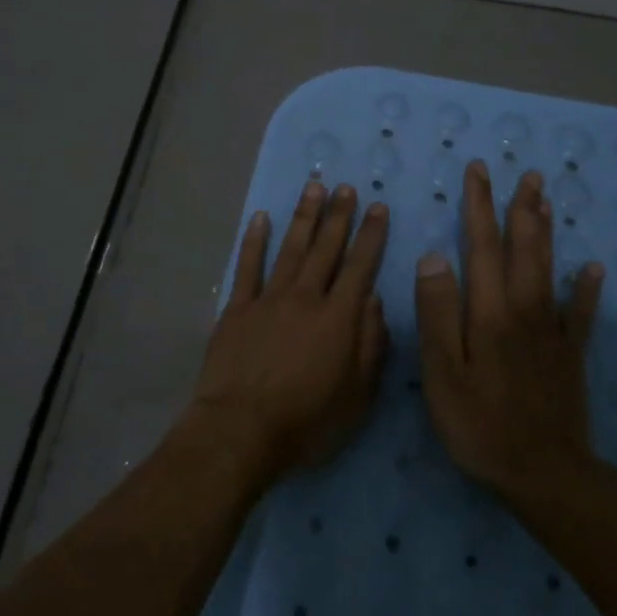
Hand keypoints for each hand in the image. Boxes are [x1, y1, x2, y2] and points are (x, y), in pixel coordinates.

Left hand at [190, 181, 389, 477]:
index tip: (379, 208)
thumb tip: (376, 302)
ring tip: (313, 187)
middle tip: (345, 187)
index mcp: (338, 318)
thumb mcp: (357, 395)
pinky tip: (260, 218)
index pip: (360, 267)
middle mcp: (306, 298)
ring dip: (303, 217)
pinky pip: (248, 266)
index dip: (371, 236)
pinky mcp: (238, 308)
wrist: (241, 428)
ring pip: (291, 248)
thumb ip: (371, 345)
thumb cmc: (306, 420)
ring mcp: (269, 299)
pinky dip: (254, 241)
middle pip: (326, 249)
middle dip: (338, 216)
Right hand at [415, 162, 604, 500]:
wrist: (543, 474)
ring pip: (548, 268)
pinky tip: (593, 268)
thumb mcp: (443, 372)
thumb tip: (434, 256)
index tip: (478, 171)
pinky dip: (586, 288)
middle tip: (524, 174)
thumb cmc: (479, 423)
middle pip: (522, 248)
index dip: (478, 206)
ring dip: (546, 231)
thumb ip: (438, 312)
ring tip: (546, 200)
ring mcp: (551, 330)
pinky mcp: (569, 354)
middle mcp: (524, 308)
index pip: (481, 245)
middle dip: (519, 208)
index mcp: (489, 310)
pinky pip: (580, 313)